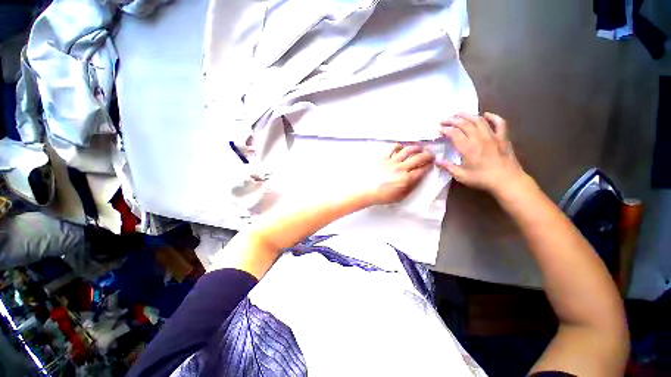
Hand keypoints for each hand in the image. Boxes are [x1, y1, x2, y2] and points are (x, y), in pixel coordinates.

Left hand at [363, 144, 433, 204]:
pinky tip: (400, 147)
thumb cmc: (382, 196)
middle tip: (430, 154)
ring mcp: (391, 162)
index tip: (432, 163)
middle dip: (427, 155)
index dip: (429, 166)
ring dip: (415, 148)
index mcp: (406, 179)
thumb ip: (410, 188)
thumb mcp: (399, 197)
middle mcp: (401, 168)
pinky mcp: (382, 158)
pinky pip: (391, 149)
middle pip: (418, 158)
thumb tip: (417, 179)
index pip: (422, 170)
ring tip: (419, 147)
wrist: (365, 191)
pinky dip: (397, 146)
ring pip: (407, 150)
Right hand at [436, 112, 526, 197]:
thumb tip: (436, 160)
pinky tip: (486, 114)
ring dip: (468, 115)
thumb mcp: (461, 175)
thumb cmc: (482, 179)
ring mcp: (493, 136)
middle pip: (465, 124)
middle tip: (444, 119)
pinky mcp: (503, 138)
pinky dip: (493, 117)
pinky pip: (499, 123)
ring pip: (479, 120)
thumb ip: (448, 166)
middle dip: (453, 120)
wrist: (508, 181)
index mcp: (468, 148)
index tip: (438, 128)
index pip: (454, 133)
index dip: (445, 129)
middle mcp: (479, 138)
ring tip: (459, 114)